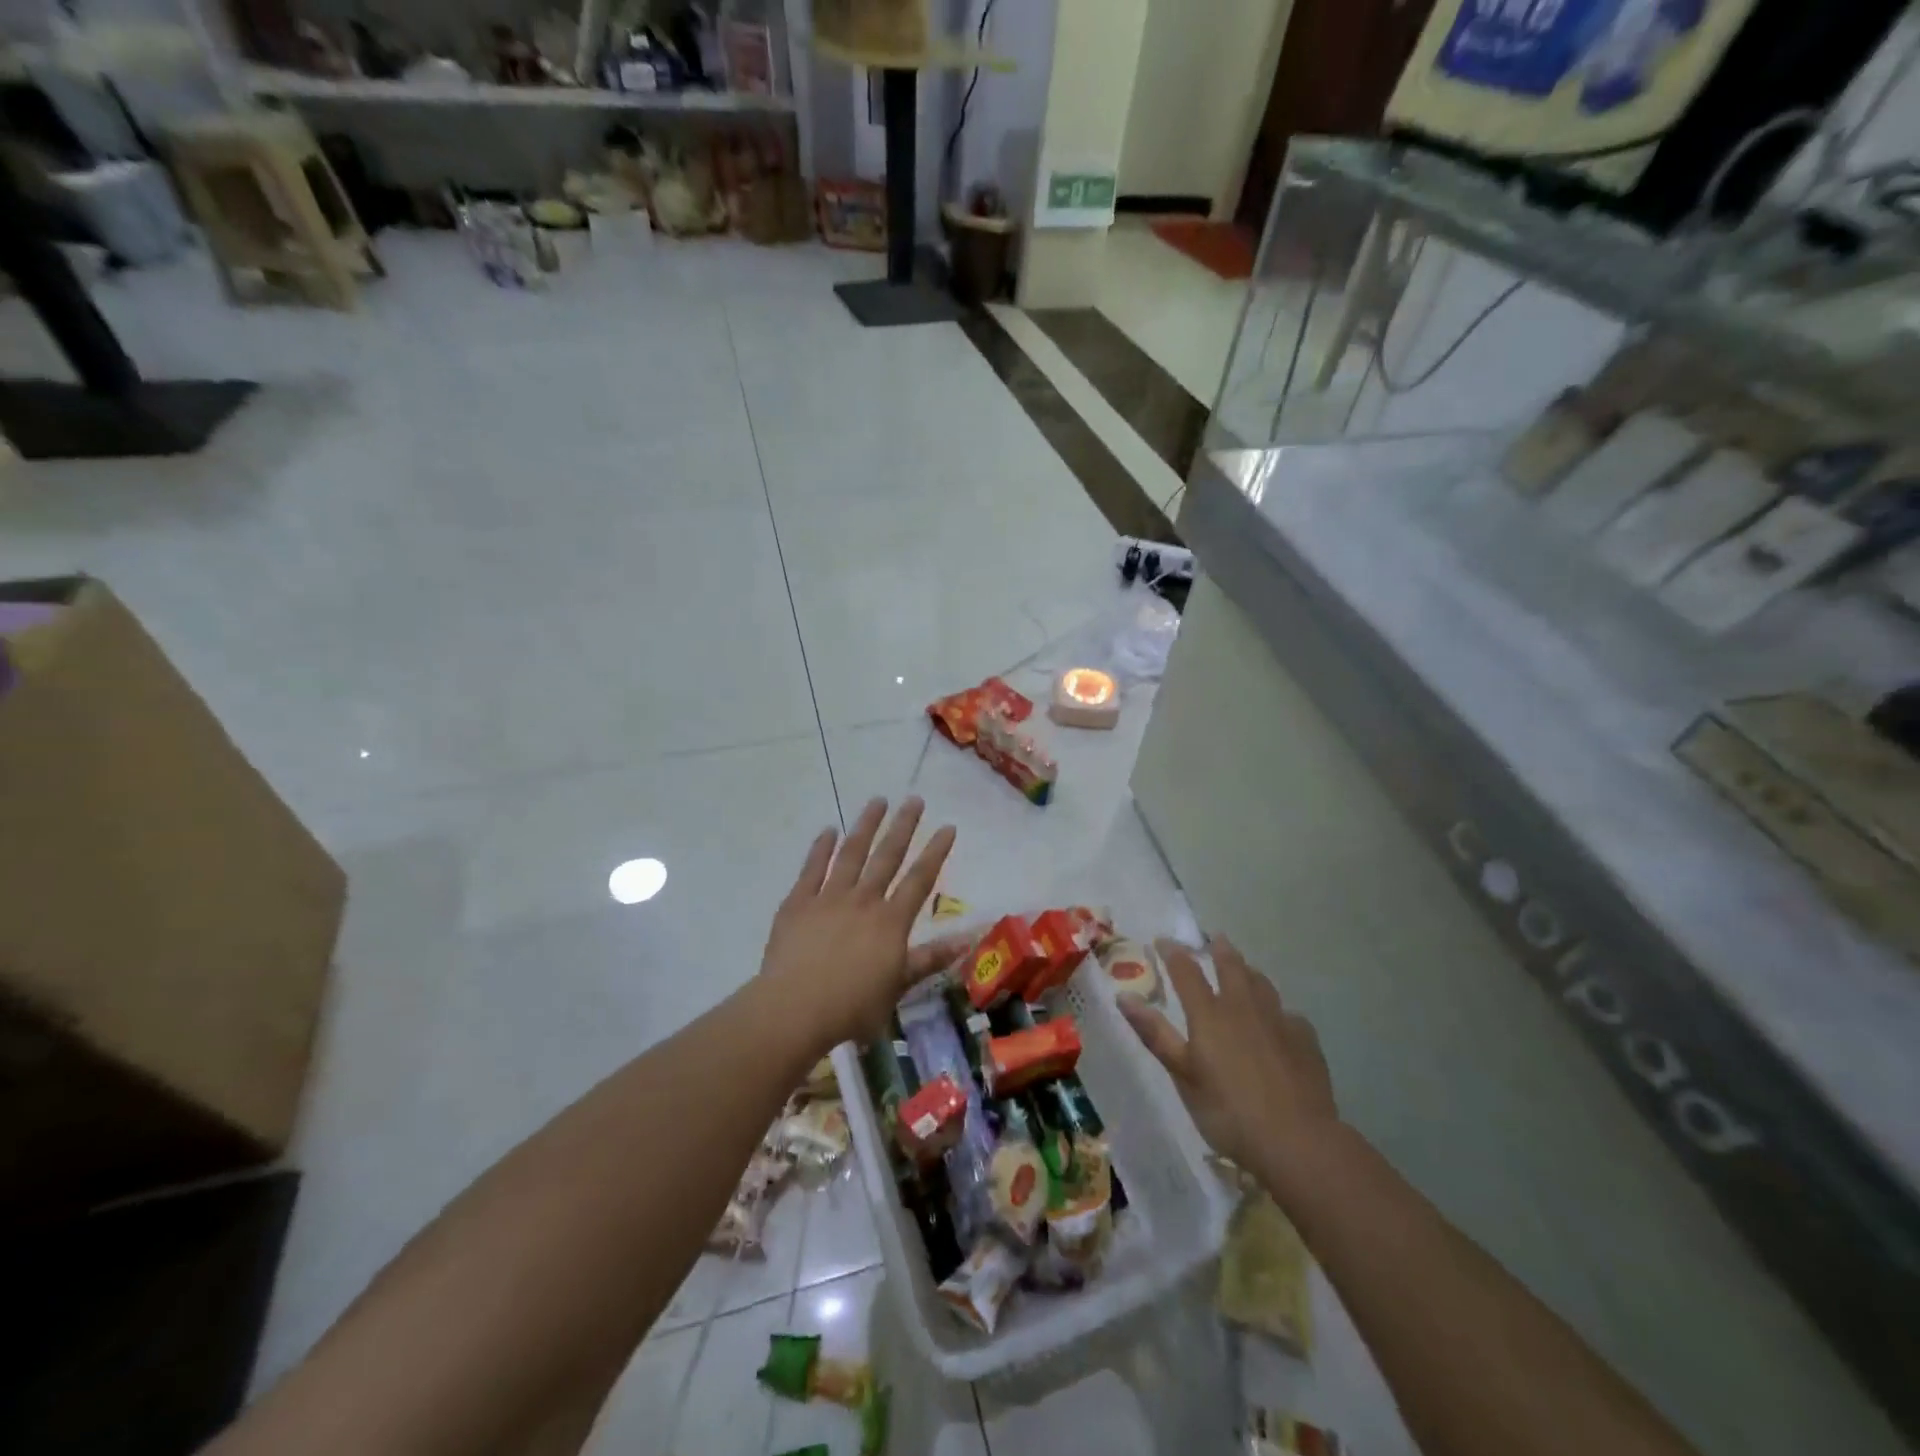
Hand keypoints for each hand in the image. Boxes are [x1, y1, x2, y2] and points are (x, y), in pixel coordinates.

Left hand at [758, 797, 962, 1051]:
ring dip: (865, 826)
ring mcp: (828, 897)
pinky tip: (828, 830)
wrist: (794, 1009)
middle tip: (914, 799)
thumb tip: (966, 940)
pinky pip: (812, 869)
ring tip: (877, 801)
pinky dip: (820, 848)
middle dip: (903, 826)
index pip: (920, 880)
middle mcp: (863, 901)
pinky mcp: (798, 903)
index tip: (947, 826)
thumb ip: (929, 960)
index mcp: (890, 922)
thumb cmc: (852, 1007)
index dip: (936, 852)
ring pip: (851, 853)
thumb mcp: (897, 988)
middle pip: (887, 856)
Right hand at [1120, 935, 1337, 1174]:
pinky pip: (1287, 1013)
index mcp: (1209, 1014)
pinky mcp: (1305, 1039)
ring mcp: (1278, 1020)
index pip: (1186, 971)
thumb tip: (1124, 996)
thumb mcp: (1183, 1075)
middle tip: (1214, 938)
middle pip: (1231, 966)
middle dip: (1219, 949)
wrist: (1297, 1140)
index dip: (1173, 952)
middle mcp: (1243, 1007)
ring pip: (1261, 983)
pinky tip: (1278, 1020)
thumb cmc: (1228, 1111)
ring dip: (1248, 971)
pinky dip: (1276, 1009)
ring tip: (1244, 968)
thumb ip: (1155, 1034)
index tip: (1163, 940)